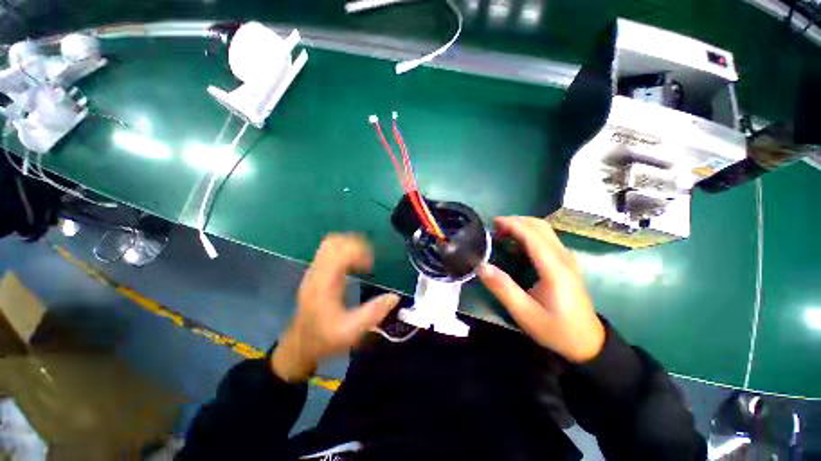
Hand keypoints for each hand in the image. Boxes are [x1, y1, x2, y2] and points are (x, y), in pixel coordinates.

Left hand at [272, 234, 400, 381]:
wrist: (301, 344)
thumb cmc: (324, 338)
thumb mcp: (350, 332)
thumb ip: (372, 314)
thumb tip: (394, 297)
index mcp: (323, 283)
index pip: (338, 253)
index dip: (357, 252)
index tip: (370, 265)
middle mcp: (317, 272)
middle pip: (333, 242)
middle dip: (355, 244)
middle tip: (369, 258)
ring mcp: (315, 270)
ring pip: (330, 243)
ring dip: (350, 245)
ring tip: (364, 258)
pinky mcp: (317, 271)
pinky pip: (330, 250)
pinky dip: (345, 249)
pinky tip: (355, 262)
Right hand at [479, 217, 604, 362]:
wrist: (587, 343)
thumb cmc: (555, 329)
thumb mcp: (525, 314)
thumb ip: (503, 288)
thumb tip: (481, 266)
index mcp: (554, 268)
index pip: (533, 235)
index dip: (512, 224)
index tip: (492, 223)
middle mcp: (563, 257)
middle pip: (541, 227)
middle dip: (516, 222)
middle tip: (494, 228)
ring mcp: (566, 259)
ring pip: (544, 231)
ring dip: (522, 226)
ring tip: (501, 233)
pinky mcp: (565, 263)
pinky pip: (546, 239)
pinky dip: (528, 234)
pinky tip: (515, 245)